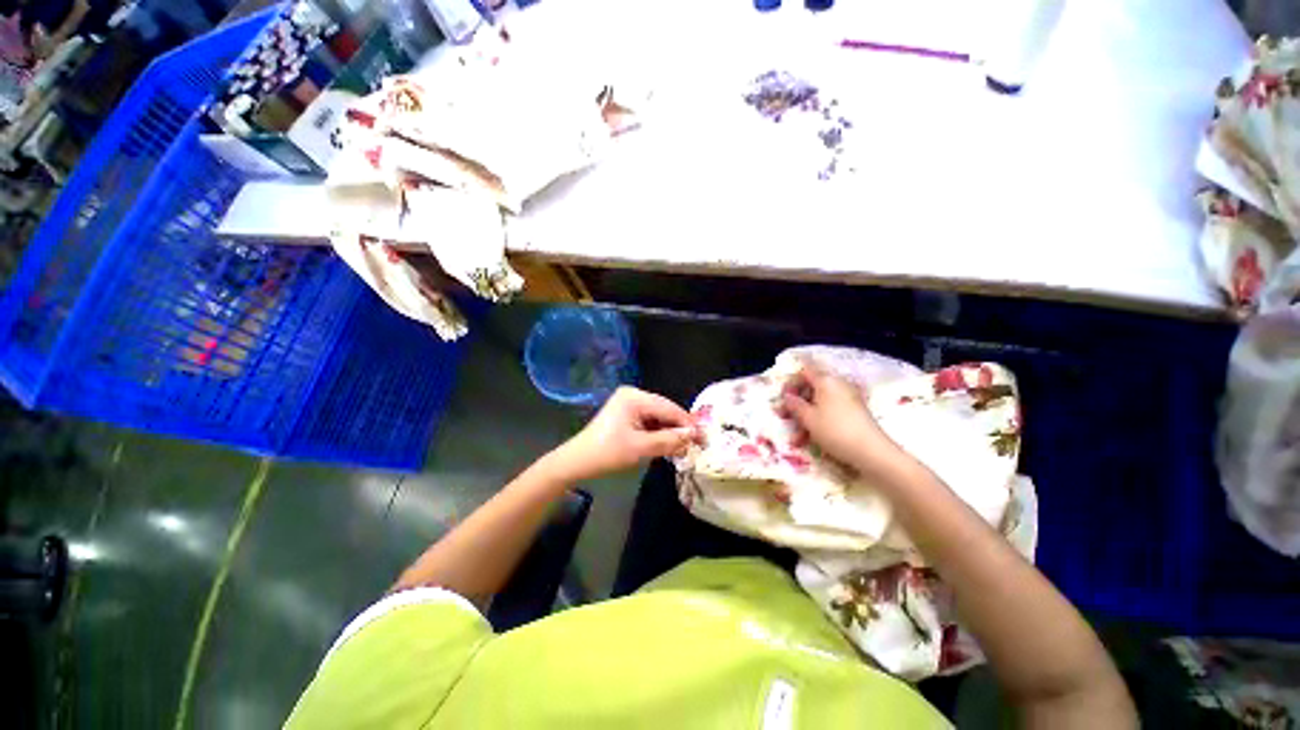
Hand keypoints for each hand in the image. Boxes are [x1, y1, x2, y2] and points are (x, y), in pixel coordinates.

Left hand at [550, 387, 698, 481]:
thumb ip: (669, 440)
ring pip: (657, 416)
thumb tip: (693, 436)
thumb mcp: (641, 448)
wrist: (578, 461)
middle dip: (678, 427)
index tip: (703, 437)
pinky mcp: (626, 413)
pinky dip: (657, 432)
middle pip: (664, 410)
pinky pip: (648, 420)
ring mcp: (628, 402)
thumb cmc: (608, 453)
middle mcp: (633, 394)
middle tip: (695, 443)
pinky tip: (665, 443)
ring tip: (682, 446)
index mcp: (634, 397)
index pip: (668, 408)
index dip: (686, 423)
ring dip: (668, 431)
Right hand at [779, 362, 908, 476]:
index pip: (804, 371)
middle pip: (811, 387)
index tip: (782, 397)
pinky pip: (830, 410)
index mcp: (826, 381)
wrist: (872, 452)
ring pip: (819, 402)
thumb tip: (787, 396)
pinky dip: (818, 421)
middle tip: (783, 416)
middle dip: (796, 402)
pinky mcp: (854, 411)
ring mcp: (847, 398)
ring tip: (796, 437)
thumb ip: (795, 405)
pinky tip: (810, 439)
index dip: (791, 381)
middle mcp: (838, 385)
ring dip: (805, 416)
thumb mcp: (809, 418)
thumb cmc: (835, 430)